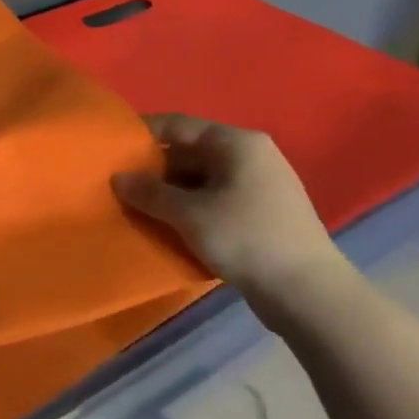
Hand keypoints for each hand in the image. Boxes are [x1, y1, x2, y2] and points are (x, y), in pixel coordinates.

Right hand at [113, 113, 346, 294]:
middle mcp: (250, 155)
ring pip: (201, 178)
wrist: (308, 293)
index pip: (178, 125)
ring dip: (170, 192)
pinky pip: (215, 198)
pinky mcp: (261, 212)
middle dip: (154, 168)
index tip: (110, 147)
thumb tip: (118, 177)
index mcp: (236, 143)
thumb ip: (149, 192)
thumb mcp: (189, 214)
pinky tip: (169, 225)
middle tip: (120, 185)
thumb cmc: (246, 239)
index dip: (142, 133)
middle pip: (189, 151)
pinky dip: (190, 207)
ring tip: (138, 207)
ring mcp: (259, 184)